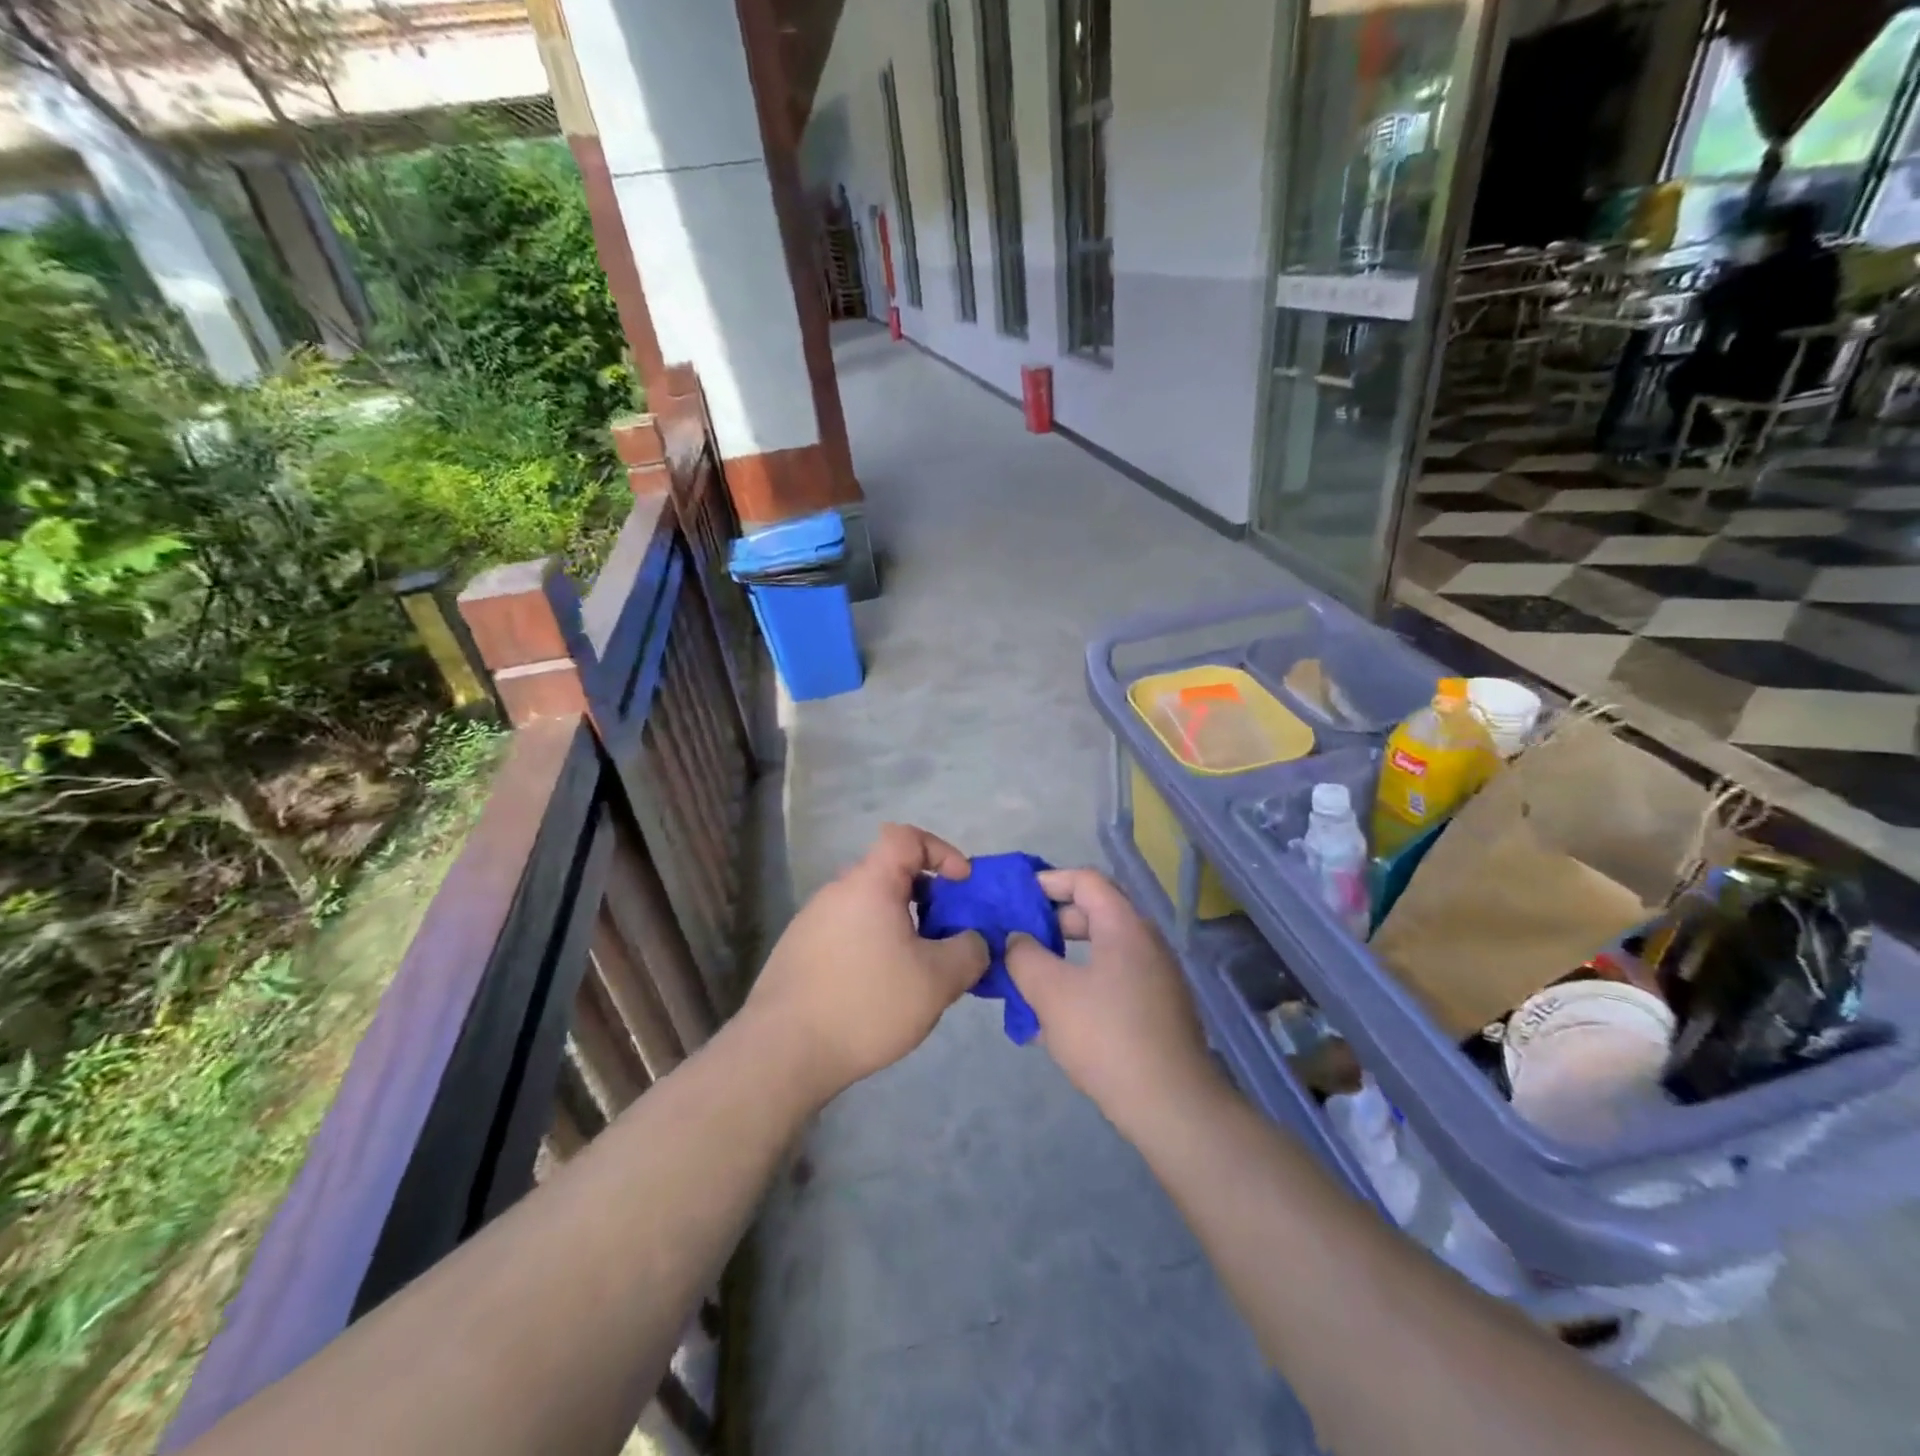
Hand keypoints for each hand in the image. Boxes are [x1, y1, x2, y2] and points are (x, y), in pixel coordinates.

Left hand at [743, 824, 987, 1102]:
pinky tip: (878, 992)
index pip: (906, 837)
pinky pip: (848, 933)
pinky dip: (873, 947)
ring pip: (869, 908)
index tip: (961, 885)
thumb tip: (974, 941)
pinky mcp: (798, 952)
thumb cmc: (866, 1003)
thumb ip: (969, 951)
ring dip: (900, 927)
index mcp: (869, 884)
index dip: (941, 851)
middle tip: (946, 938)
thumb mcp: (938, 981)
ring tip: (916, 972)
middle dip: (927, 898)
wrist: (781, 1052)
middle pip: (889, 874)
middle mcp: (837, 892)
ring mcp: (811, 921)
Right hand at [1005, 868, 1221, 1130]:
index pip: (1086, 880)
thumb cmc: (1107, 1037)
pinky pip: (1111, 983)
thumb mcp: (1051, 993)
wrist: (1171, 1106)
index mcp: (1124, 926)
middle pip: (1093, 914)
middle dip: (1049, 923)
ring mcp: (1154, 978)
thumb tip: (1017, 939)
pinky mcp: (1155, 1011)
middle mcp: (1145, 943)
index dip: (1048, 881)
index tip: (1015, 898)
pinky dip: (1080, 987)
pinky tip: (1051, 1022)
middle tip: (1016, 941)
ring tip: (1026, 981)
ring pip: (1099, 953)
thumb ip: (1024, 957)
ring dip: (1061, 960)